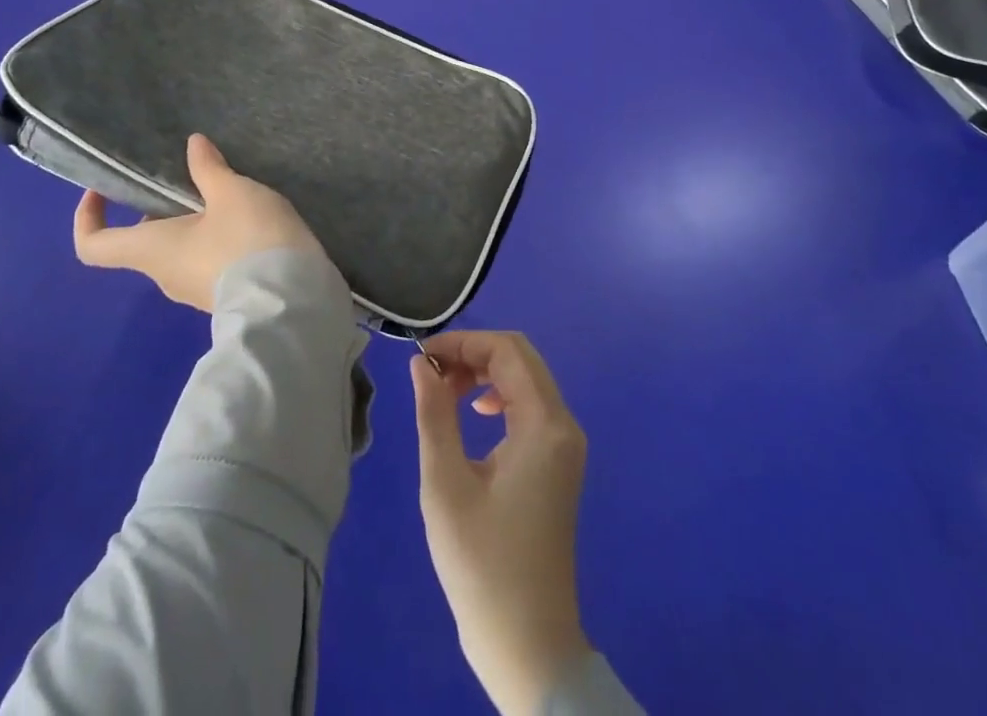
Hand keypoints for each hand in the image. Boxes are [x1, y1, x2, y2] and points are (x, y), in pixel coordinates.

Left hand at [72, 133, 324, 311]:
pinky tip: (250, 220)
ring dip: (195, 221)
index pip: (93, 246)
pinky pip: (208, 261)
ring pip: (180, 249)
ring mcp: (194, 290)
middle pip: (145, 240)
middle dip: (162, 207)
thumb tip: (193, 144)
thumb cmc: (247, 239)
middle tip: (191, 178)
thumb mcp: (231, 192)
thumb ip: (209, 168)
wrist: (292, 300)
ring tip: (231, 193)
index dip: (88, 216)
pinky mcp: (224, 294)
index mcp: (151, 250)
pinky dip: (218, 238)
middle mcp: (164, 274)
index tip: (105, 189)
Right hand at [411, 331, 591, 715]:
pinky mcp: (559, 462)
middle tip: (431, 375)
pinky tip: (474, 417)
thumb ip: (434, 413)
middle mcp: (564, 424)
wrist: (528, 644)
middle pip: (521, 358)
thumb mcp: (445, 484)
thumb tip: (421, 363)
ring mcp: (566, 444)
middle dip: (473, 354)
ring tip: (445, 394)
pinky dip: (499, 397)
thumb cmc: (482, 564)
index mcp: (544, 424)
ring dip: (485, 374)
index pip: (508, 351)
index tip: (423, 359)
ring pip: (526, 379)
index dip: (464, 343)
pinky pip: (530, 406)